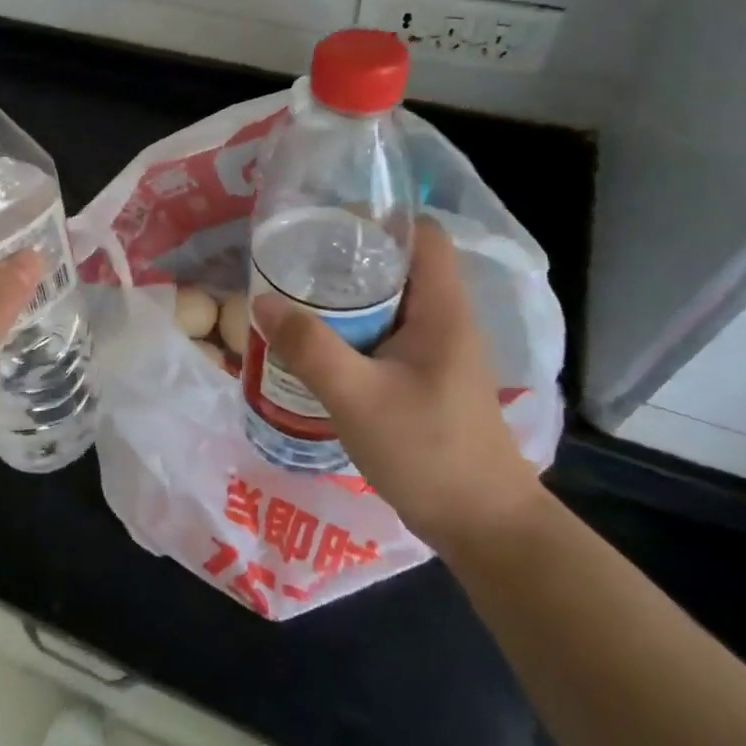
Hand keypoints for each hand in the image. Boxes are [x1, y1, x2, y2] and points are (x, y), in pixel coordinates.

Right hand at [256, 218, 542, 555]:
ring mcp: (438, 352)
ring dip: (346, 298)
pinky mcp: (427, 378)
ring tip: (296, 298)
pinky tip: (317, 346)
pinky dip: (353, 330)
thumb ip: (309, 347)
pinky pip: (386, 335)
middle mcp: (446, 321)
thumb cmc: (428, 452)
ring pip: (390, 302)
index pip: (423, 236)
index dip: (379, 219)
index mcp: (443, 310)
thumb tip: (262, 301)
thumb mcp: (357, 397)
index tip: (325, 224)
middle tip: (295, 262)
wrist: (484, 526)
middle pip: (399, 265)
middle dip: (347, 258)